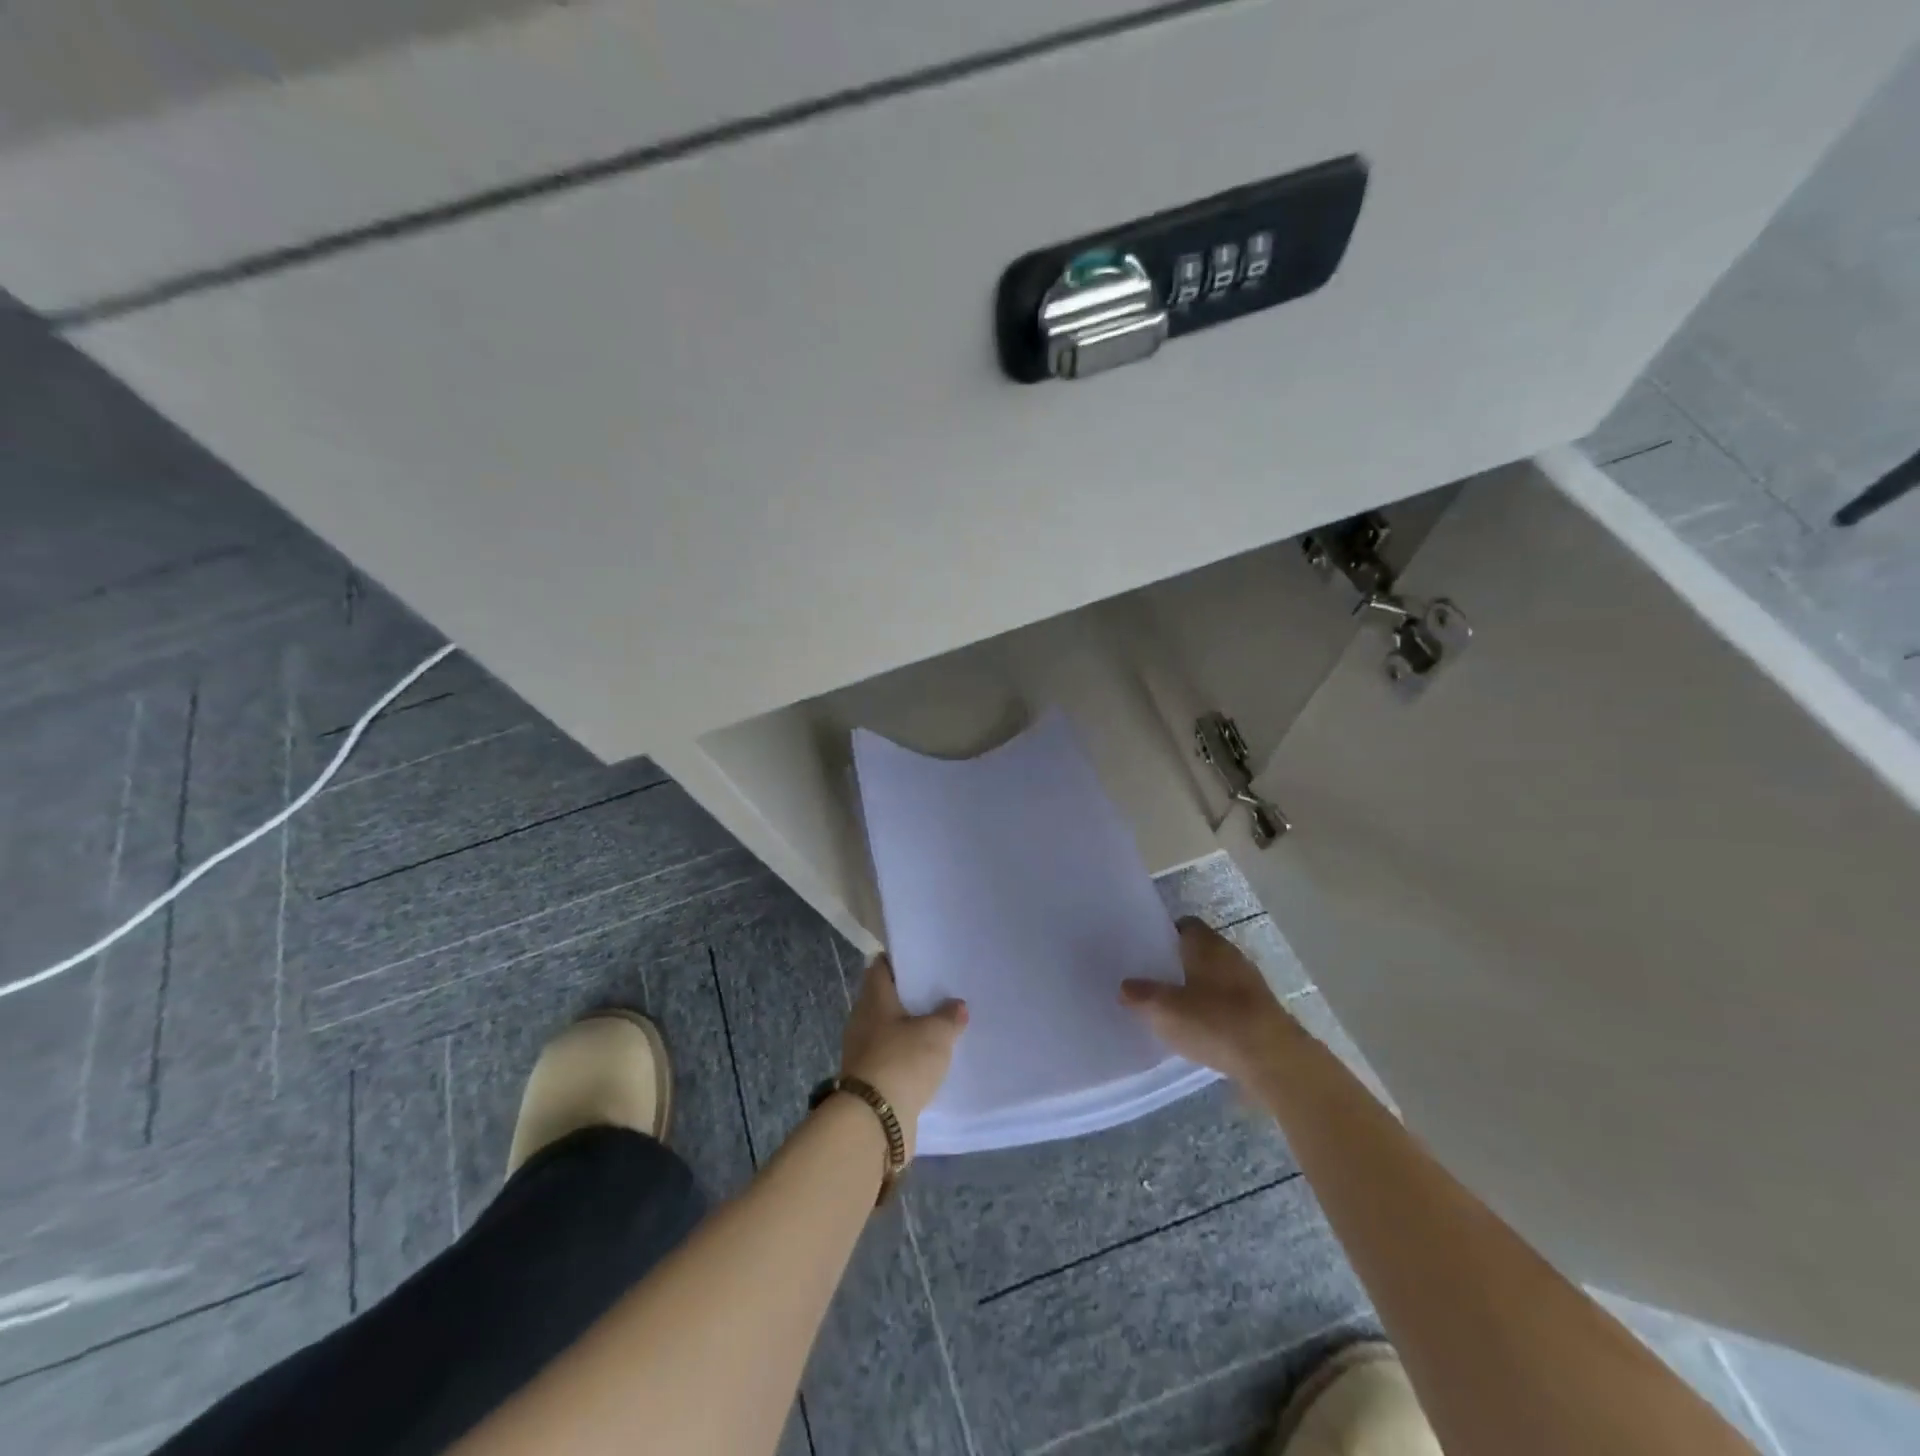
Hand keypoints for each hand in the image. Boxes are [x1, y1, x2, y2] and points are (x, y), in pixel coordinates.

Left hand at [839, 956, 967, 1158]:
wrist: (874, 1121)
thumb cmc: (902, 1061)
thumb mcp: (935, 1034)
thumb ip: (949, 1016)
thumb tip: (957, 1005)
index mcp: (873, 999)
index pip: (881, 967)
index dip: (900, 960)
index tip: (924, 960)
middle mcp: (862, 1020)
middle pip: (886, 999)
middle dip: (911, 997)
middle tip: (941, 994)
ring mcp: (863, 1052)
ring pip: (889, 1030)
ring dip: (910, 1030)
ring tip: (940, 1027)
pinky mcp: (869, 1080)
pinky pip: (892, 1058)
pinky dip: (907, 1057)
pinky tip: (929, 1061)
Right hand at [1120, 918, 1301, 1083]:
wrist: (1273, 1059)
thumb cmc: (1214, 1021)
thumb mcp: (1165, 1010)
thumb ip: (1141, 995)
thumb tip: (1125, 986)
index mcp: (1207, 944)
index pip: (1185, 925)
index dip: (1166, 933)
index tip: (1148, 948)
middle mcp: (1230, 954)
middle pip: (1200, 950)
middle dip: (1179, 961)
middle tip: (1155, 978)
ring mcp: (1250, 982)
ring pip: (1216, 975)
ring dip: (1199, 986)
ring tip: (1174, 1005)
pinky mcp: (1261, 1009)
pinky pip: (1230, 999)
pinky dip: (1215, 1007)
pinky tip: (1202, 1027)